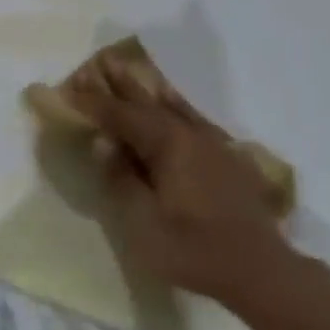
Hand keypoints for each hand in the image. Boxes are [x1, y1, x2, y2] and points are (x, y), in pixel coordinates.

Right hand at [69, 63, 292, 309]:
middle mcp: (188, 133)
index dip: (94, 103)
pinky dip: (175, 102)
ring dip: (145, 88)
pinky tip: (171, 99)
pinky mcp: (225, 155)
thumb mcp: (145, 224)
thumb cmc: (195, 250)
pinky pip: (192, 116)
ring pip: (170, 105)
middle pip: (146, 102)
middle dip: (119, 83)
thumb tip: (104, 144)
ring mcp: (210, 142)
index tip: (69, 88)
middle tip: (98, 60)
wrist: (260, 269)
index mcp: (167, 144)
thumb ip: (122, 180)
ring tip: (127, 67)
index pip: (122, 116)